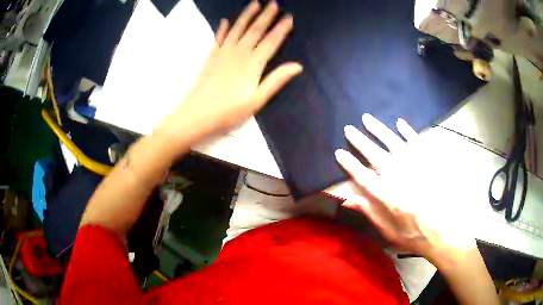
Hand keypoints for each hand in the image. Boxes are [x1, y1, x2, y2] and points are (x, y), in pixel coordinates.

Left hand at [158, 1, 301, 142]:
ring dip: (247, 15)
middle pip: (255, 30)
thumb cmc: (229, 112)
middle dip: (266, 16)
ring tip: (254, 3)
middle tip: (274, 3)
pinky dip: (223, 28)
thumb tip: (297, 66)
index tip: (289, 17)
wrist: (197, 114)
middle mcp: (239, 53)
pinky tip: (225, 20)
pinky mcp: (211, 56)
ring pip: (237, 29)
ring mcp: (223, 53)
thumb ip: (276, 80)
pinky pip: (219, 38)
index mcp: (253, 64)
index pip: (271, 42)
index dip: (281, 29)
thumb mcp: (257, 100)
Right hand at [335, 114, 475, 262]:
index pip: (365, 178)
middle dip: (361, 142)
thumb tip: (348, 200)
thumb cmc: (413, 234)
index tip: (339, 152)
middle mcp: (402, 180)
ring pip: (395, 144)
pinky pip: (417, 143)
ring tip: (367, 118)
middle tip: (349, 129)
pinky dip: (408, 132)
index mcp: (390, 199)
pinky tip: (399, 122)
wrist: (442, 232)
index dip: (351, 165)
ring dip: (380, 130)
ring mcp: (417, 169)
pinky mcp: (429, 164)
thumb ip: (369, 213)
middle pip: (377, 156)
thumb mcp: (388, 232)